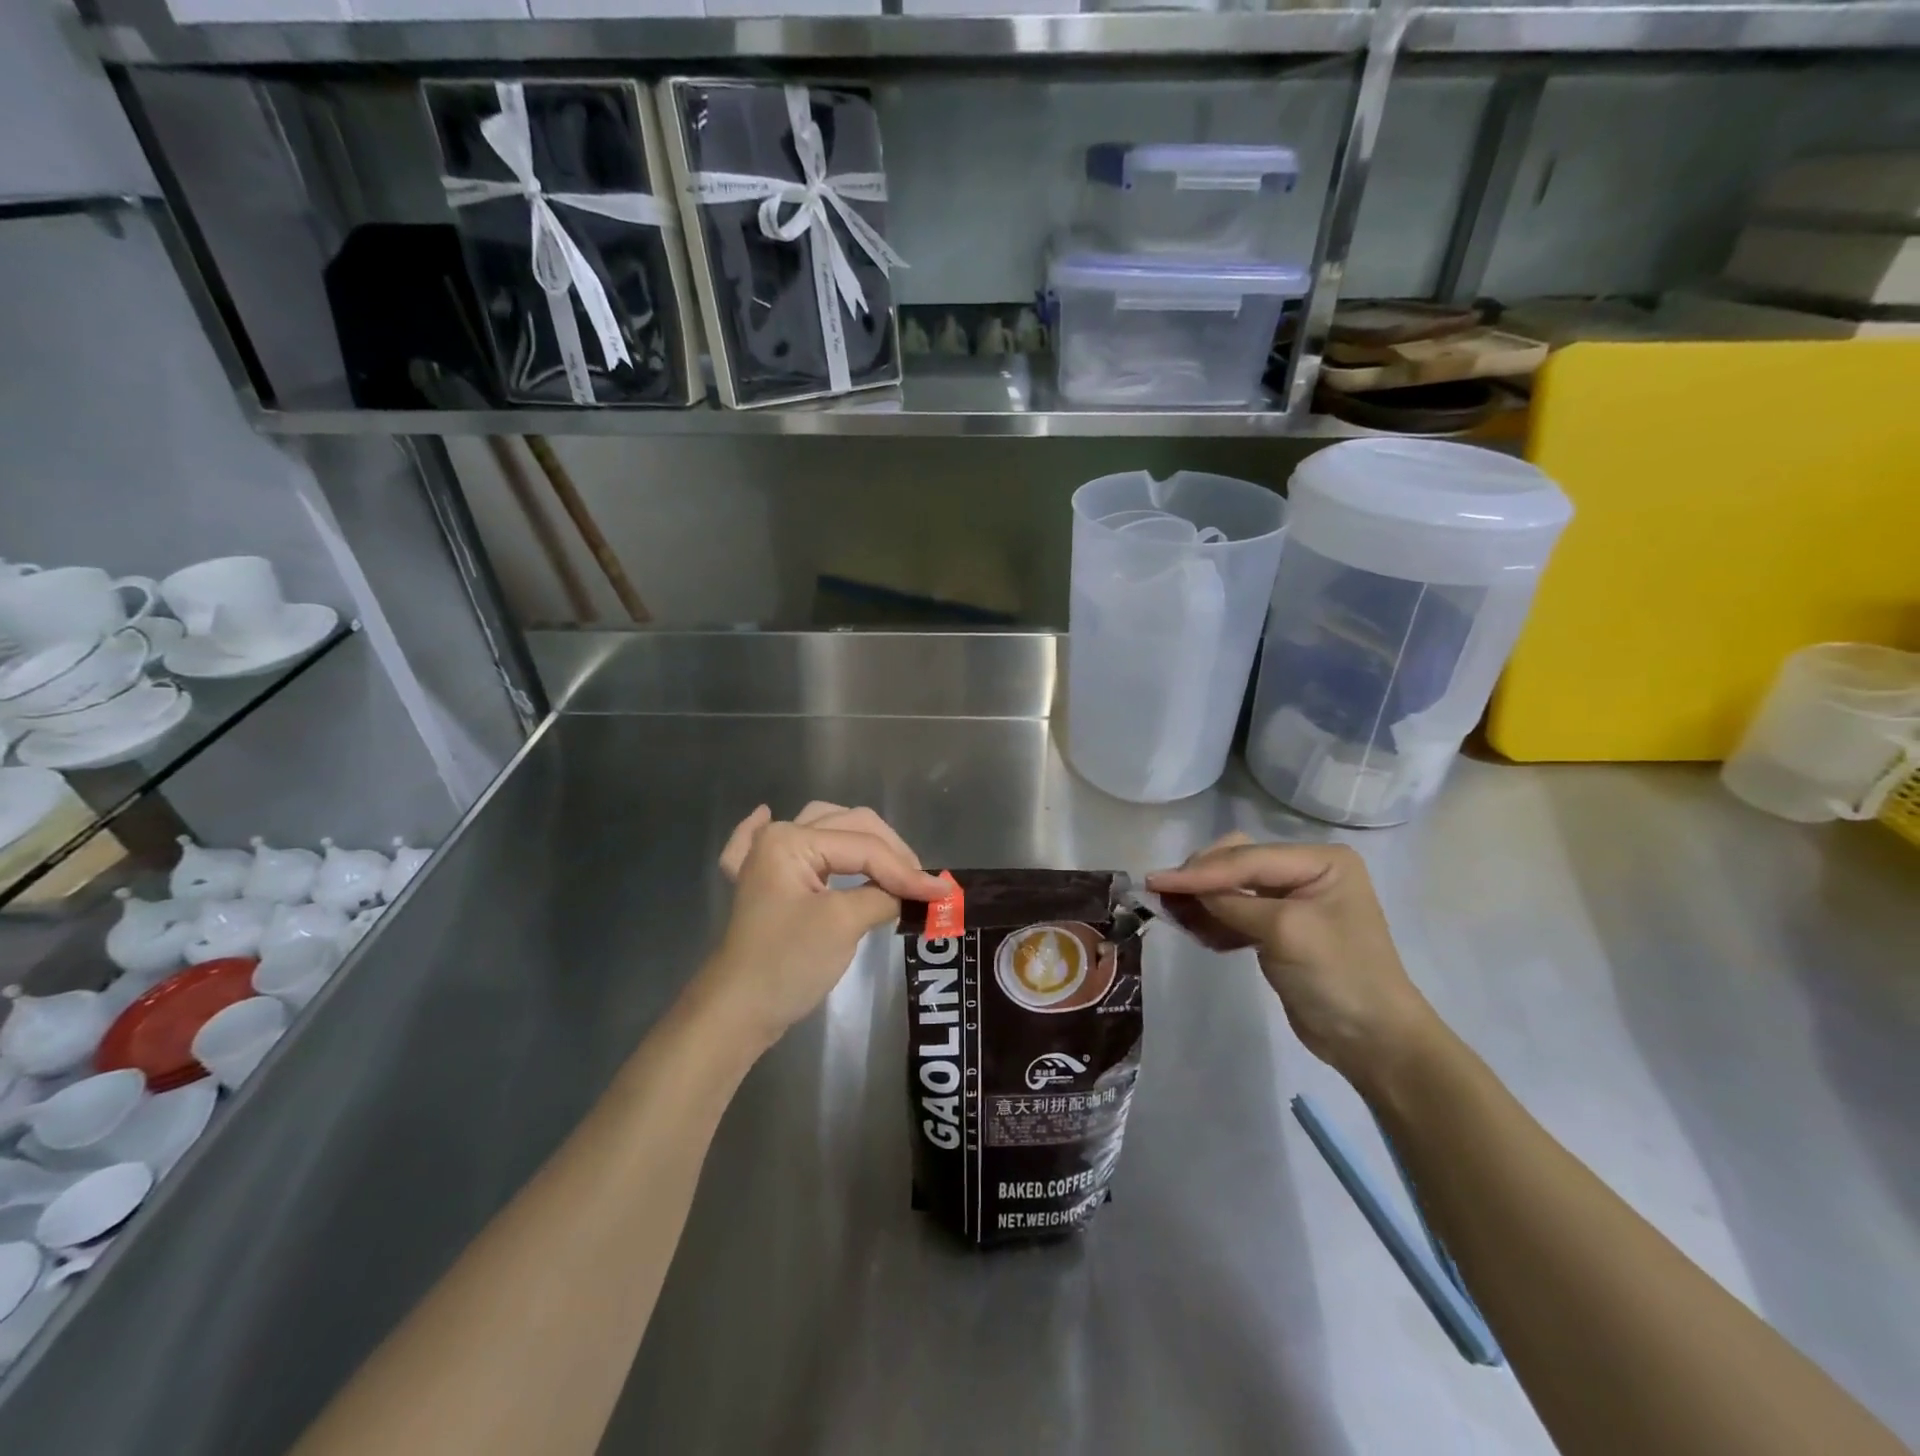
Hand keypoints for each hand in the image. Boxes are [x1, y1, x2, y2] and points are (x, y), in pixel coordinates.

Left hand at [696, 802, 947, 1054]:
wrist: (736, 1012)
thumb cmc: (789, 963)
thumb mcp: (843, 924)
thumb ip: (884, 896)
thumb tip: (920, 891)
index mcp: (791, 840)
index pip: (864, 847)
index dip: (905, 870)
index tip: (942, 892)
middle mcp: (777, 838)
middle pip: (849, 826)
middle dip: (890, 852)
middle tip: (921, 883)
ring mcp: (764, 860)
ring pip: (821, 829)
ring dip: (857, 839)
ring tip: (889, 861)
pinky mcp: (763, 885)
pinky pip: (760, 843)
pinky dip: (763, 828)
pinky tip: (766, 814)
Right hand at [1147, 834, 1437, 1086]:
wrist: (1373, 1042)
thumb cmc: (1339, 976)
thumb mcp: (1285, 931)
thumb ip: (1233, 902)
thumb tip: (1183, 889)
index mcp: (1321, 860)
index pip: (1248, 858)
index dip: (1200, 871)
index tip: (1155, 880)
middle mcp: (1306, 872)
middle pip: (1237, 862)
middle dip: (1202, 879)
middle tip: (1164, 895)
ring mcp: (1292, 901)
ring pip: (1232, 887)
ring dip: (1203, 901)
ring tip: (1173, 914)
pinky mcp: (1279, 930)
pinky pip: (1236, 913)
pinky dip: (1215, 921)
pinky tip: (1198, 934)